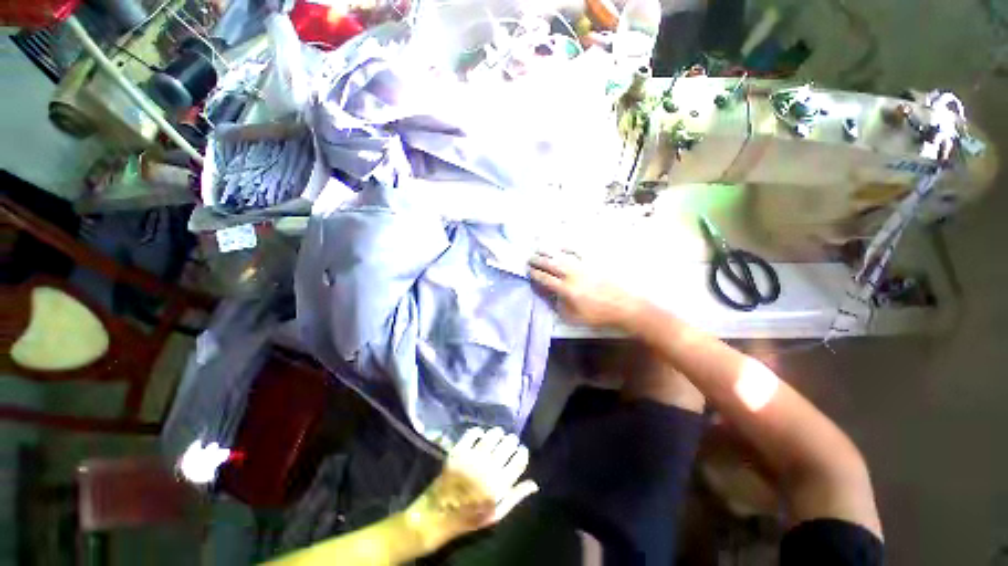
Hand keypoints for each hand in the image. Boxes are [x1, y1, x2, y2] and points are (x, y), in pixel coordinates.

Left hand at [404, 428, 538, 550]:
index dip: (522, 452)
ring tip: (498, 436)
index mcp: (499, 486)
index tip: (520, 451)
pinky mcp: (458, 451)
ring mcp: (471, 458)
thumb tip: (534, 484)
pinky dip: (479, 432)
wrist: (438, 514)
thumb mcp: (496, 514)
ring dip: (498, 433)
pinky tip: (481, 437)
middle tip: (509, 443)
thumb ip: (515, 497)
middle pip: (508, 443)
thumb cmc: (470, 517)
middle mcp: (487, 468)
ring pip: (493, 435)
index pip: (519, 460)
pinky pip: (473, 432)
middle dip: (512, 441)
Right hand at [529, 251, 644, 329]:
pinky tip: (561, 248)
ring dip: (548, 252)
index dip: (535, 274)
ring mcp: (583, 267)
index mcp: (566, 290)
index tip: (528, 271)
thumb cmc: (598, 315)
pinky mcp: (593, 263)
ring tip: (539, 250)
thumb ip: (559, 306)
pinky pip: (578, 252)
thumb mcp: (574, 317)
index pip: (545, 279)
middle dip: (537, 261)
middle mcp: (572, 275)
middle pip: (550, 265)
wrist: (623, 307)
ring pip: (561, 256)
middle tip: (529, 259)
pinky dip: (567, 248)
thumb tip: (550, 295)